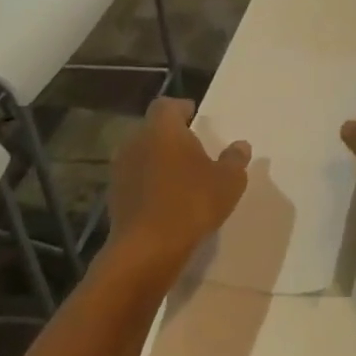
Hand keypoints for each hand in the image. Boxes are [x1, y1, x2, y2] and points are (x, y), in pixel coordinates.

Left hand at [107, 98, 249, 272]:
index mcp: (162, 129)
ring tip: (180, 177)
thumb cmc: (191, 202)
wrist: (147, 250)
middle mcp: (136, 142)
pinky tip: (166, 202)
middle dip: (170, 137)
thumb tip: (241, 145)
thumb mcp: (228, 181)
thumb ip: (235, 159)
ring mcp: (120, 171)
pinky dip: (148, 185)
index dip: (180, 109)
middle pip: (152, 130)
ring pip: (141, 156)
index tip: (194, 117)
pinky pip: (135, 181)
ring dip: (158, 162)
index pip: (166, 105)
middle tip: (192, 148)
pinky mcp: (113, 198)